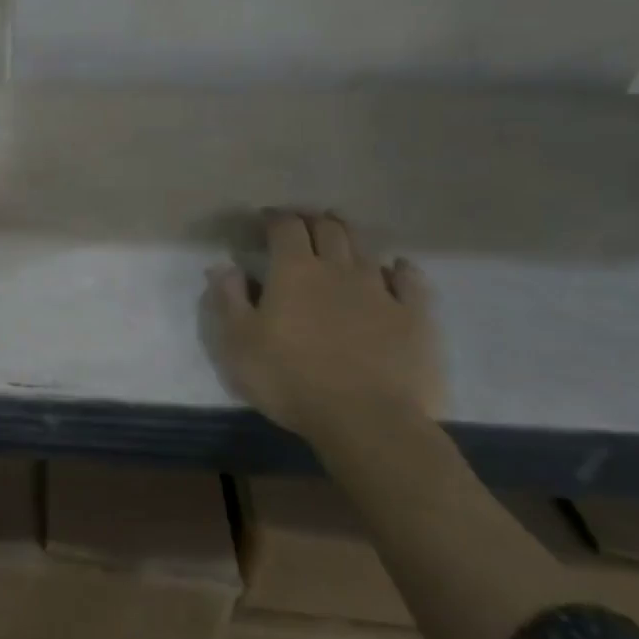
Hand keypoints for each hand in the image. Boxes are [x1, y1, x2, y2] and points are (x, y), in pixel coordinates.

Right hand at [204, 211, 444, 442]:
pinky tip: (396, 268)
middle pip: (328, 229)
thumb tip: (224, 266)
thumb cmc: (289, 379)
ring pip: (365, 248)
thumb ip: (228, 299)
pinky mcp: (414, 316)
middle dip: (312, 219)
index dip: (274, 218)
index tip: (264, 219)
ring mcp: (380, 290)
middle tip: (301, 222)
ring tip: (339, 232)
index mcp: (294, 271)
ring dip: (349, 235)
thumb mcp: (238, 343)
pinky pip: (409, 280)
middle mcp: (337, 269)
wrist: (366, 420)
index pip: (285, 227)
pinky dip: (399, 268)